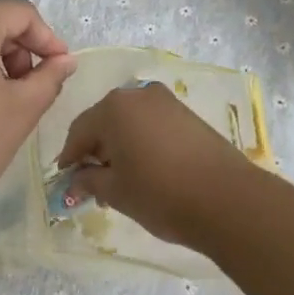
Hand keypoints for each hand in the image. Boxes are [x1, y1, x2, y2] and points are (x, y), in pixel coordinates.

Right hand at [54, 82, 260, 247]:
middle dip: (95, 151)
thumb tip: (76, 178)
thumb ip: (89, 180)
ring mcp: (165, 101)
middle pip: (104, 121)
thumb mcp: (116, 192)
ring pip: (129, 122)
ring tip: (122, 180)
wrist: (227, 199)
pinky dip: (141, 142)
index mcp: (113, 108)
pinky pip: (151, 124)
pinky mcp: (186, 113)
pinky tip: (146, 169)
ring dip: (120, 146)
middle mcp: (137, 94)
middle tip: (93, 183)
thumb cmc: (161, 194)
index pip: (79, 130)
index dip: (70, 157)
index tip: (66, 180)